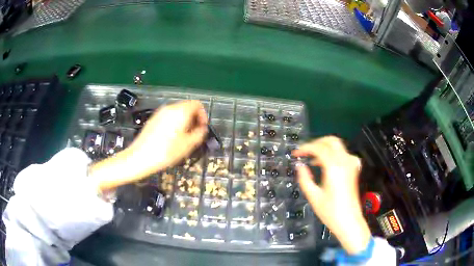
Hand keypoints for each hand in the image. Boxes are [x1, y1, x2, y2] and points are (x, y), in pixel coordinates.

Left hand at [90, 100, 207, 191]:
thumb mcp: (187, 145)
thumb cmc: (165, 152)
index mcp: (180, 112)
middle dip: (194, 119)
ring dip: (184, 122)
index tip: (202, 128)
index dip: (203, 115)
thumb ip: (199, 134)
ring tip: (183, 138)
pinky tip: (171, 138)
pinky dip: (174, 124)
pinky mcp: (153, 119)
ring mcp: (160, 113)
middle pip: (187, 107)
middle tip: (194, 135)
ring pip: (177, 112)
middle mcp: (170, 108)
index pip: (197, 104)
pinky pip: (168, 117)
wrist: (139, 157)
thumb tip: (202, 129)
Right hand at [293, 136, 370, 254]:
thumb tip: (299, 165)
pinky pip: (344, 154)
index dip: (305, 148)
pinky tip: (327, 165)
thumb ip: (304, 178)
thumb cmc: (330, 212)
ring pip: (338, 146)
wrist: (349, 222)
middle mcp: (345, 162)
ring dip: (325, 148)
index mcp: (334, 167)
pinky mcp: (354, 170)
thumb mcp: (313, 196)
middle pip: (331, 141)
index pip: (319, 148)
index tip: (296, 154)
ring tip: (313, 160)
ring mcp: (351, 164)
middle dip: (317, 143)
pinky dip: (334, 154)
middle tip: (306, 152)